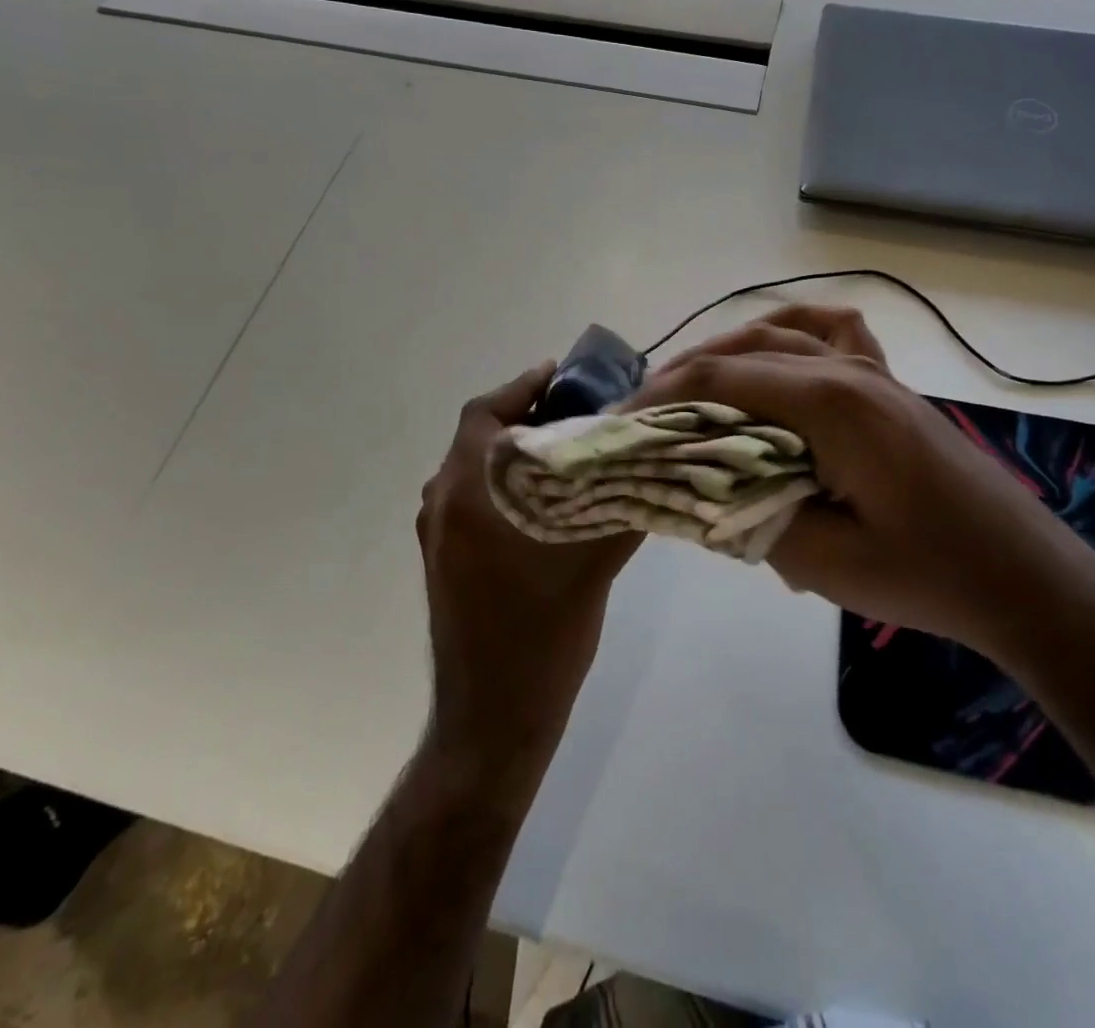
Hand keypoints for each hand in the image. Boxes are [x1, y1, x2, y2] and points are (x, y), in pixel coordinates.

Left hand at [417, 363, 640, 771]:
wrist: (491, 719)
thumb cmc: (541, 635)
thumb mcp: (592, 565)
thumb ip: (622, 506)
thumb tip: (657, 465)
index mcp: (469, 492)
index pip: (487, 413)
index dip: (524, 386)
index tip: (563, 375)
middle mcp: (443, 502)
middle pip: (482, 437)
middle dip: (528, 417)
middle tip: (579, 413)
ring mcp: (437, 533)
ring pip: (476, 468)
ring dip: (516, 452)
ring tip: (569, 451)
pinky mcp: (442, 558)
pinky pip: (472, 498)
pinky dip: (504, 484)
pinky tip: (547, 501)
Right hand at [636, 306, 1082, 655]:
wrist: (1022, 576)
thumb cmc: (927, 574)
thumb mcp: (823, 560)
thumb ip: (750, 514)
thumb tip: (704, 484)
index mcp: (829, 403)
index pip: (721, 380)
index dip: (662, 396)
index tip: (623, 421)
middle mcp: (846, 370)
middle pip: (744, 350)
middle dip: (685, 373)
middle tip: (644, 408)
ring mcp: (872, 372)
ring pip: (781, 335)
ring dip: (728, 351)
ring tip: (691, 383)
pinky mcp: (889, 386)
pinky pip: (833, 333)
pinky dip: (792, 332)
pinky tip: (776, 348)